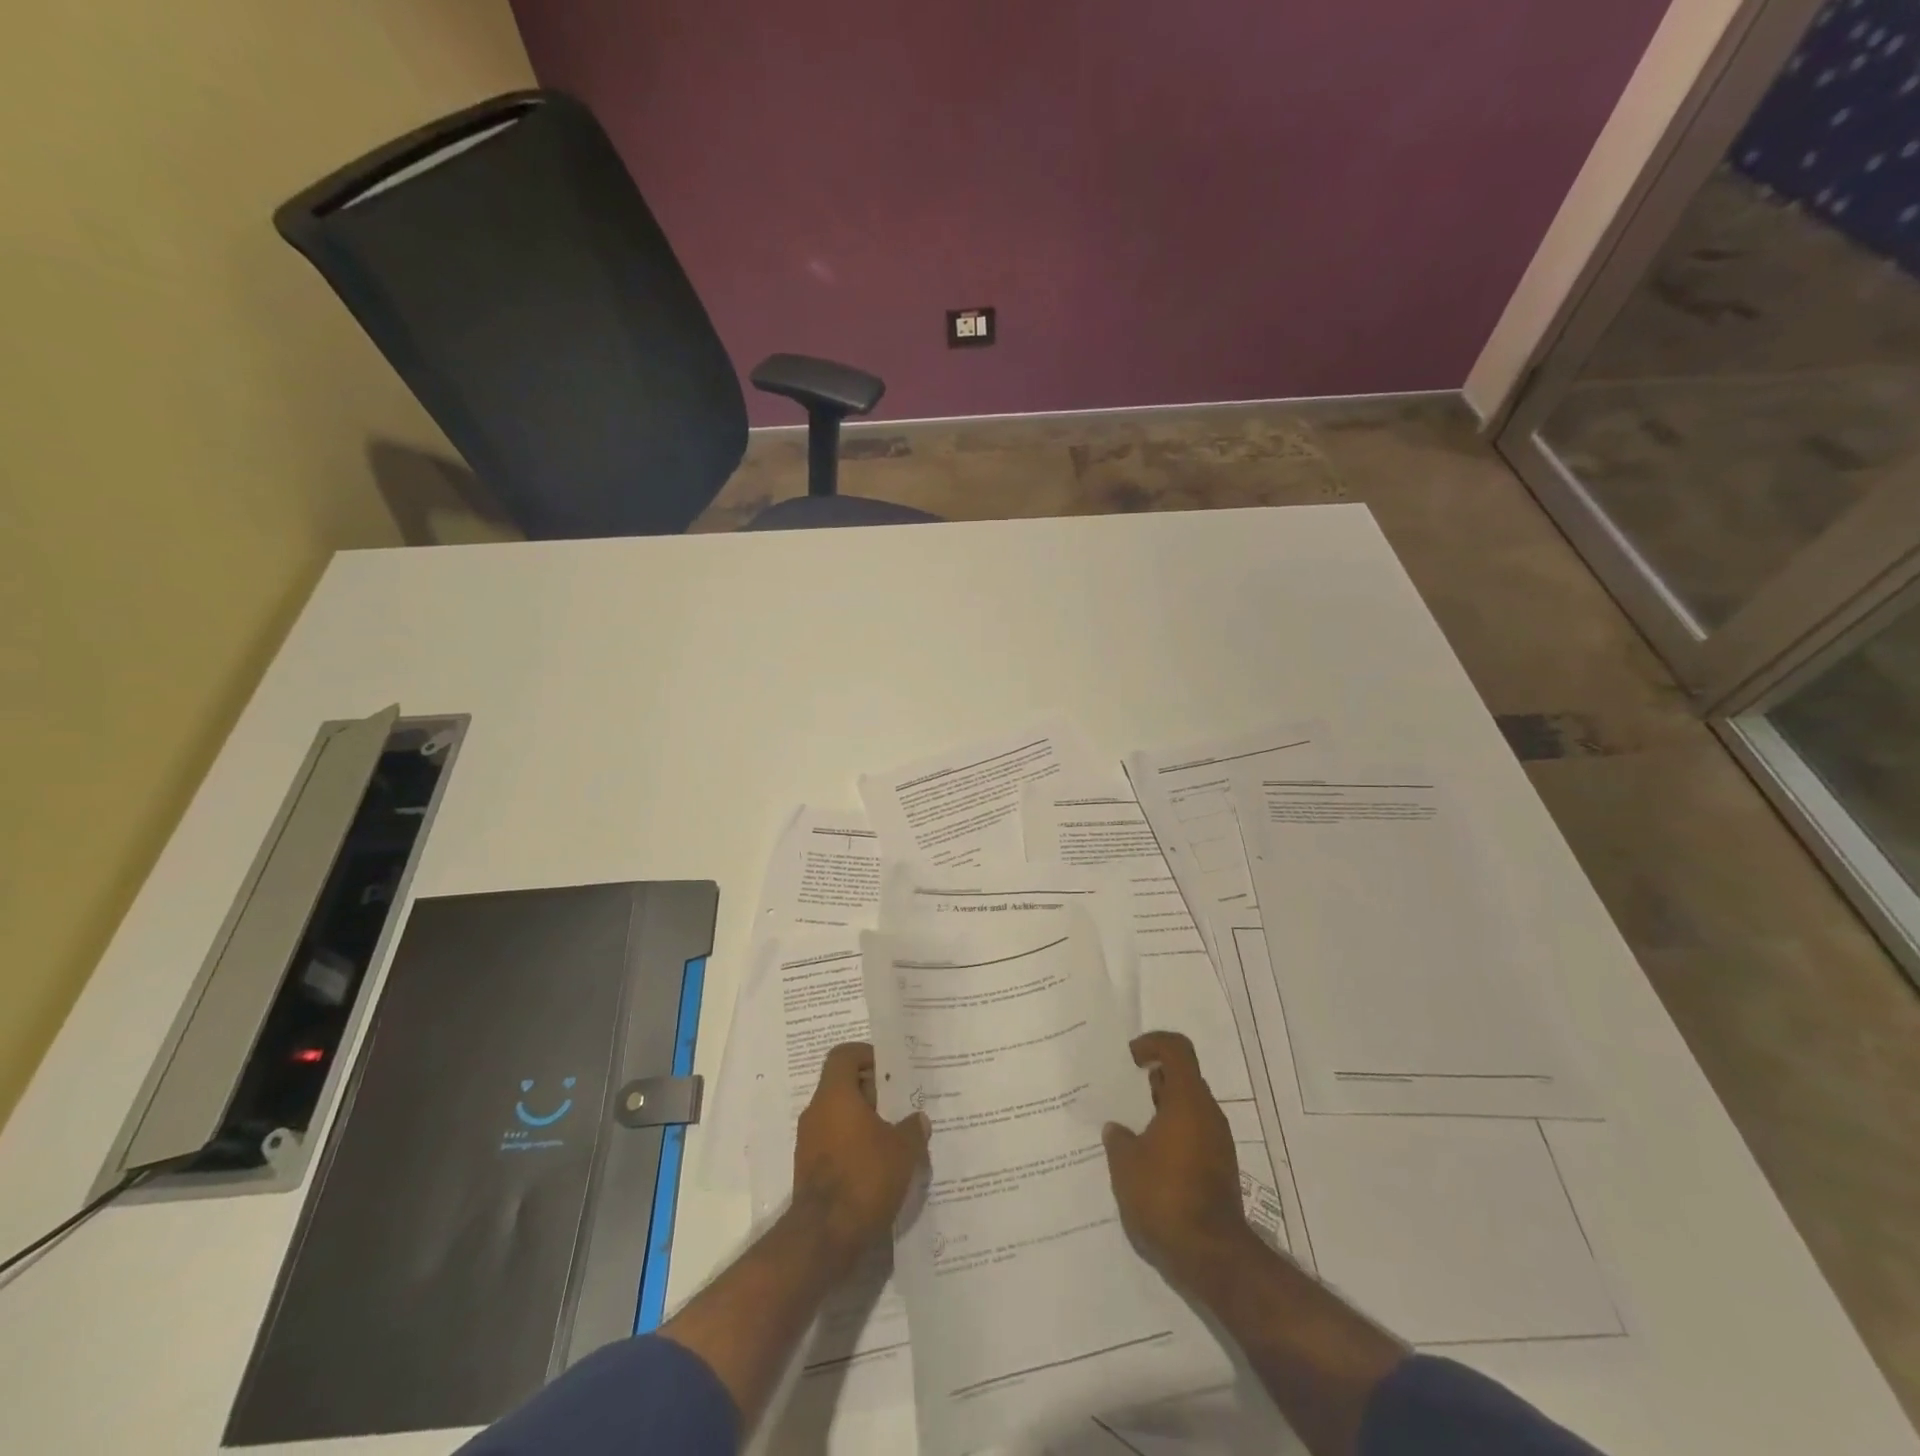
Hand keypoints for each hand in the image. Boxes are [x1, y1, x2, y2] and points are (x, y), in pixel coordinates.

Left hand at [792, 1041, 930, 1272]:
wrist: (824, 1238)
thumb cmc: (864, 1177)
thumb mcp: (902, 1150)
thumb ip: (912, 1129)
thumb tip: (918, 1119)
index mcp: (835, 1095)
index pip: (844, 1056)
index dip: (867, 1055)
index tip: (890, 1070)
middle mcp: (816, 1112)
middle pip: (843, 1086)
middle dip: (872, 1093)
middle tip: (900, 1106)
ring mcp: (809, 1142)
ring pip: (839, 1117)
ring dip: (864, 1122)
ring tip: (895, 1138)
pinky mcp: (809, 1170)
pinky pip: (834, 1143)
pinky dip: (854, 1146)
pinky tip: (879, 1166)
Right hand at [1104, 1031, 1259, 1290]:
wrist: (1211, 1256)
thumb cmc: (1164, 1196)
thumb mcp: (1125, 1164)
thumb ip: (1118, 1138)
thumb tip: (1118, 1129)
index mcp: (1188, 1100)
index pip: (1177, 1050)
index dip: (1153, 1044)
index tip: (1131, 1059)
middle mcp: (1208, 1115)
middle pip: (1184, 1079)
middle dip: (1154, 1080)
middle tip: (1126, 1093)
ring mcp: (1218, 1144)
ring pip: (1188, 1110)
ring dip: (1162, 1110)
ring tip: (1131, 1129)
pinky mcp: (1220, 1170)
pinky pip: (1193, 1136)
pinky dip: (1172, 1135)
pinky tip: (1147, 1159)